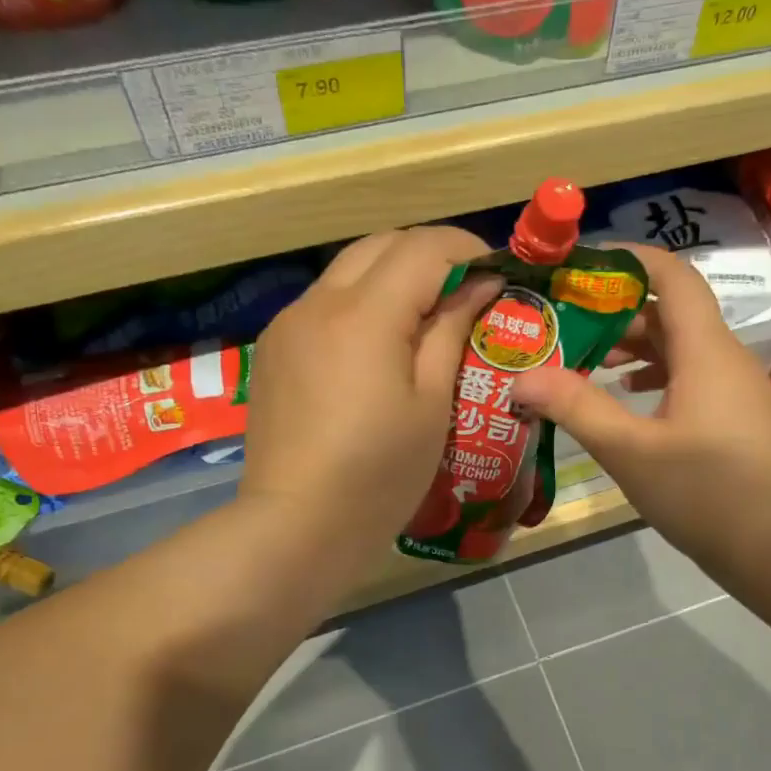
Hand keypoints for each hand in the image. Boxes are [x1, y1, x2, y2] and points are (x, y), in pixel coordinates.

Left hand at [241, 226, 501, 570]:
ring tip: (426, 315)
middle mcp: (318, 302)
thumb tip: (477, 286)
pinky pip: (323, 304)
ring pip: (347, 271)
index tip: (497, 271)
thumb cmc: (379, 474)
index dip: (467, 249)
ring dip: (392, 276)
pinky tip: (378, 345)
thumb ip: (451, 333)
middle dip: (429, 253)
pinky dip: (360, 304)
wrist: (297, 525)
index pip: (423, 248)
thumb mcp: (432, 405)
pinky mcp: (273, 351)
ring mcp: (287, 325)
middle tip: (466, 289)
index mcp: (365, 314)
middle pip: (380, 245)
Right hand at [512, 244, 770, 573]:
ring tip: (589, 362)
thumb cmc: (702, 491)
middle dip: (619, 312)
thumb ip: (575, 408)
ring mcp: (737, 388)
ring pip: (683, 348)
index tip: (582, 267)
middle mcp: (727, 357)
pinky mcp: (737, 417)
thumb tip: (522, 378)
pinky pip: (694, 377)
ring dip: (637, 348)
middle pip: (673, 312)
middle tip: (569, 324)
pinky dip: (658, 377)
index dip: (629, 261)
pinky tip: (629, 400)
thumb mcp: (628, 450)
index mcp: (706, 350)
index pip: (673, 276)